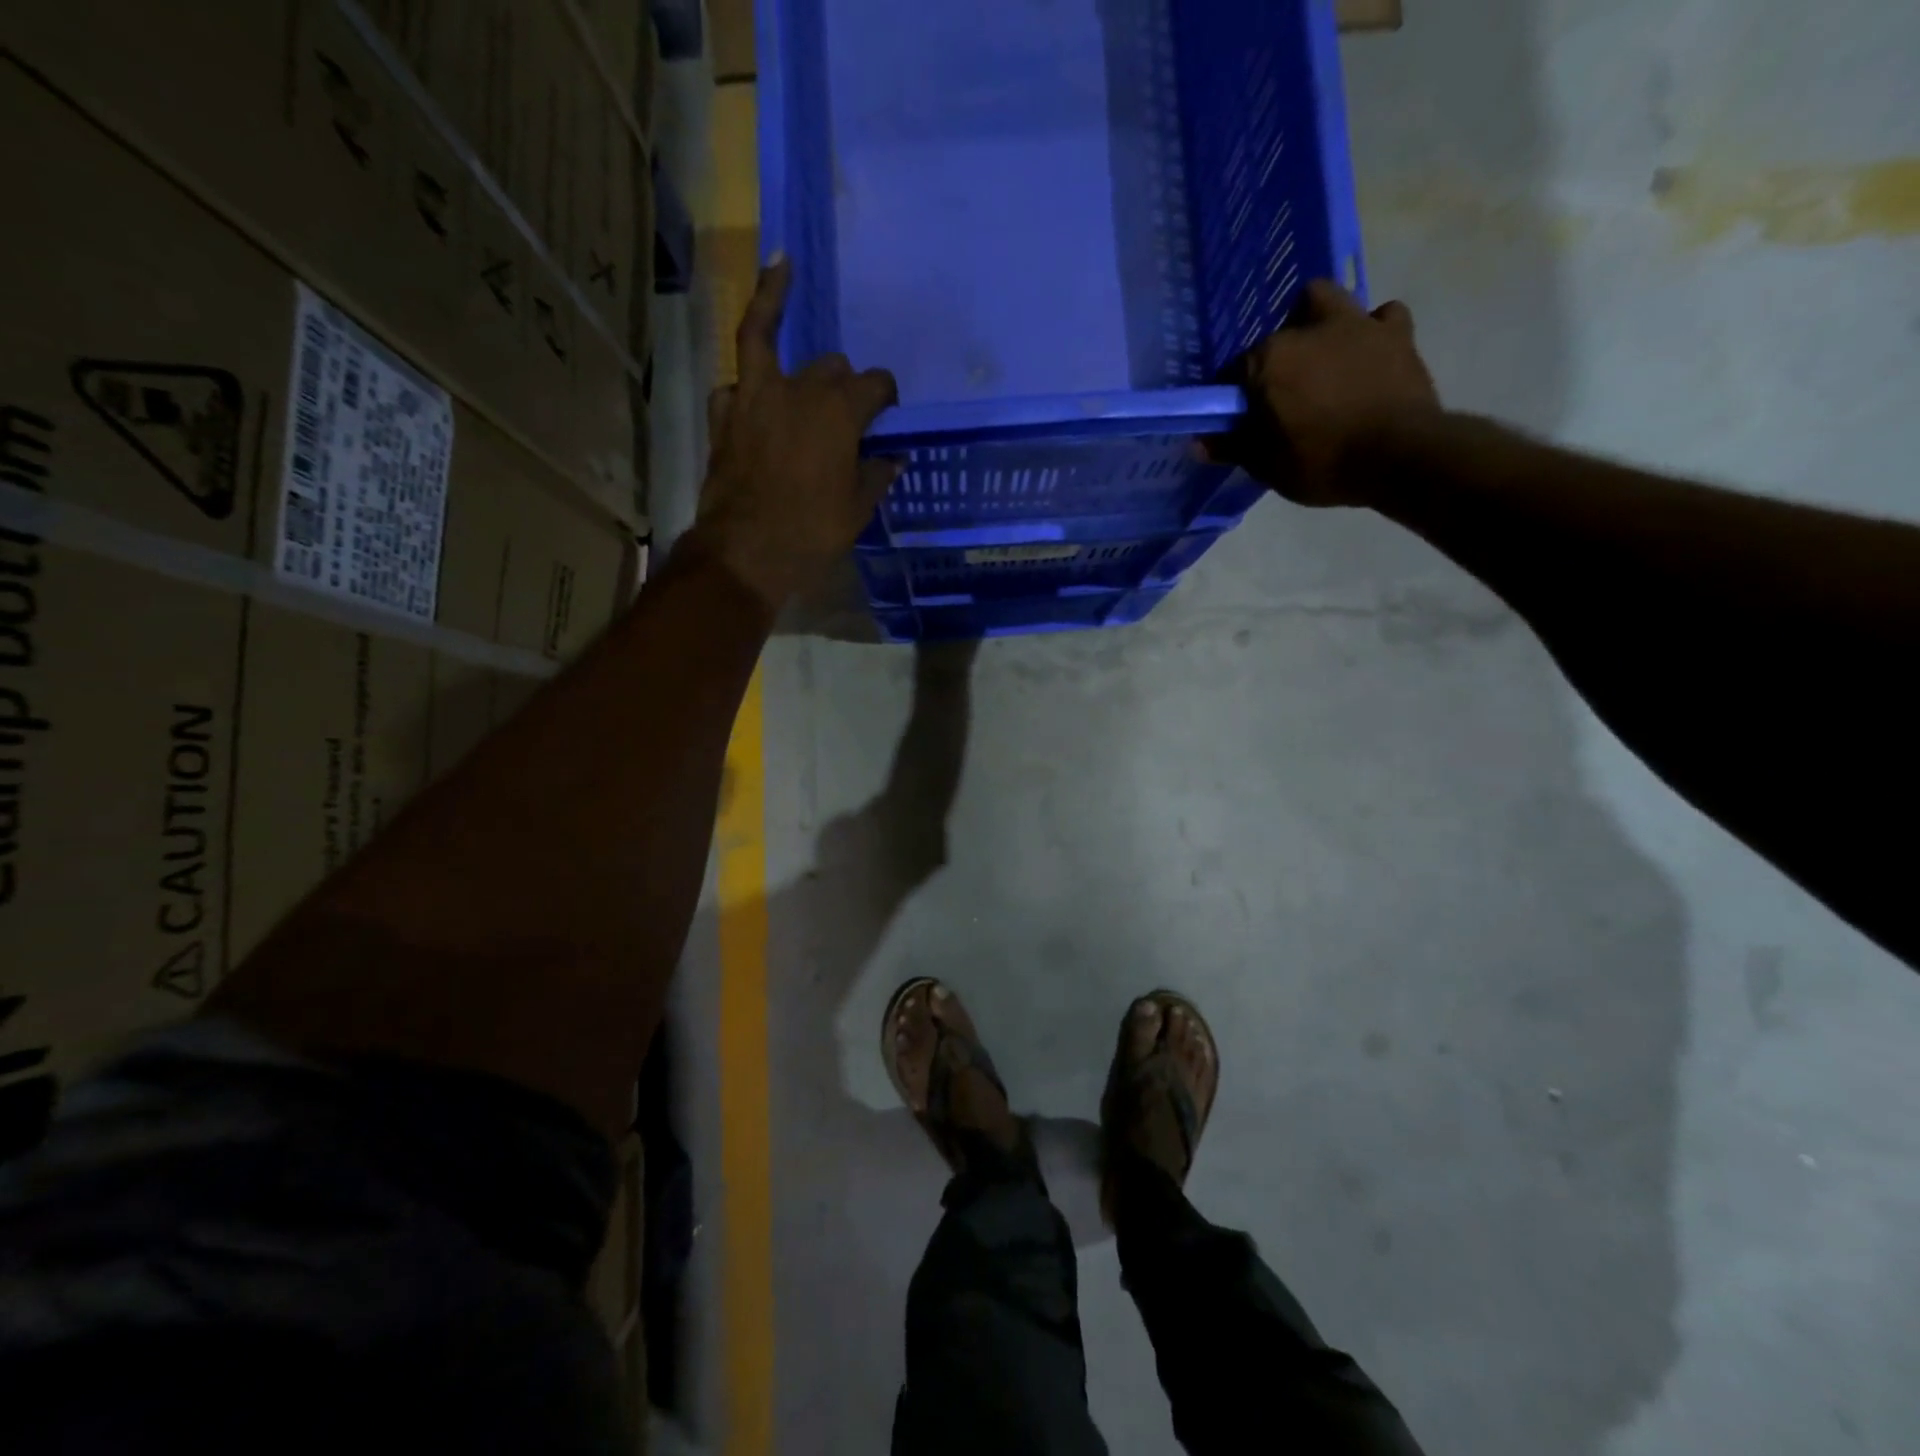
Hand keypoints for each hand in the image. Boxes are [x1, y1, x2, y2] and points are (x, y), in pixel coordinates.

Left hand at [693, 256, 901, 608]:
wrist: (748, 552)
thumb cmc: (813, 531)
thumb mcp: (858, 508)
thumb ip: (876, 474)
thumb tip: (892, 458)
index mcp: (840, 410)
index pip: (875, 383)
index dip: (886, 394)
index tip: (889, 412)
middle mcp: (798, 390)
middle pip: (829, 364)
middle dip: (843, 380)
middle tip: (848, 405)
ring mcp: (753, 398)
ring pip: (763, 339)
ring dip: (773, 305)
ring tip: (780, 270)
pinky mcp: (723, 418)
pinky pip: (733, 385)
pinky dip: (743, 385)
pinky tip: (748, 387)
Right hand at [1207, 279, 1440, 506]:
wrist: (1400, 456)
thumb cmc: (1322, 461)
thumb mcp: (1266, 465)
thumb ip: (1232, 447)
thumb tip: (1199, 442)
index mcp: (1269, 359)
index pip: (1235, 371)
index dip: (1235, 395)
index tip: (1239, 417)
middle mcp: (1309, 329)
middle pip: (1280, 331)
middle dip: (1277, 352)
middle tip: (1283, 386)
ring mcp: (1357, 325)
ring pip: (1328, 301)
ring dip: (1321, 322)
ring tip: (1323, 357)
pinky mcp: (1398, 333)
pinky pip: (1382, 316)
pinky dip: (1372, 330)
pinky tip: (1368, 352)